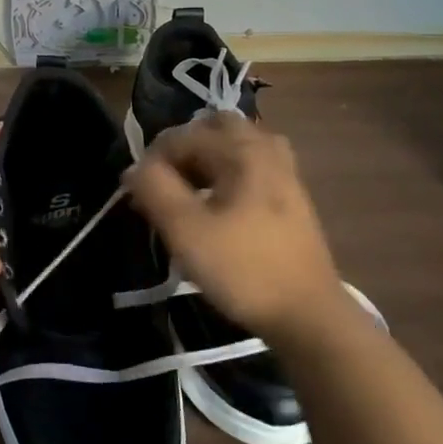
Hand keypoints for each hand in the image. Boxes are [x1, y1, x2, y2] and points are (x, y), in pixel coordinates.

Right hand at [123, 112, 343, 340]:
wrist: (308, 316)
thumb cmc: (243, 268)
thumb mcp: (185, 230)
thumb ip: (153, 188)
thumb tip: (134, 169)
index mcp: (242, 150)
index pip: (180, 137)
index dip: (151, 162)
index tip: (139, 197)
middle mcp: (266, 149)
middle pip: (213, 127)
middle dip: (182, 149)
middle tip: (166, 184)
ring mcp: (284, 171)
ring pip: (234, 145)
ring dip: (206, 159)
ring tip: (189, 192)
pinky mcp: (291, 196)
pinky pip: (250, 164)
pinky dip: (227, 173)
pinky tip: (218, 204)